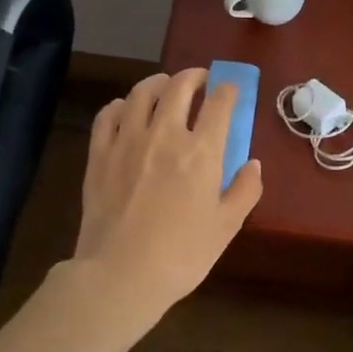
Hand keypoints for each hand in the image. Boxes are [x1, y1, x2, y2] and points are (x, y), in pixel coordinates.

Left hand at [73, 69, 262, 319]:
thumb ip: (245, 190)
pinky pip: (107, 115)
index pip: (219, 104)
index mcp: (201, 152)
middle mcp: (165, 135)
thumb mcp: (226, 226)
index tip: (231, 91)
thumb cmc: (182, 255)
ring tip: (164, 86)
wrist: (120, 275)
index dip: (228, 91)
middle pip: (178, 87)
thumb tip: (253, 164)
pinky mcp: (99, 155)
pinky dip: (120, 105)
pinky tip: (125, 109)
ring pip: (141, 93)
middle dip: (194, 76)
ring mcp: (127, 141)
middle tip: (201, 79)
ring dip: (157, 82)